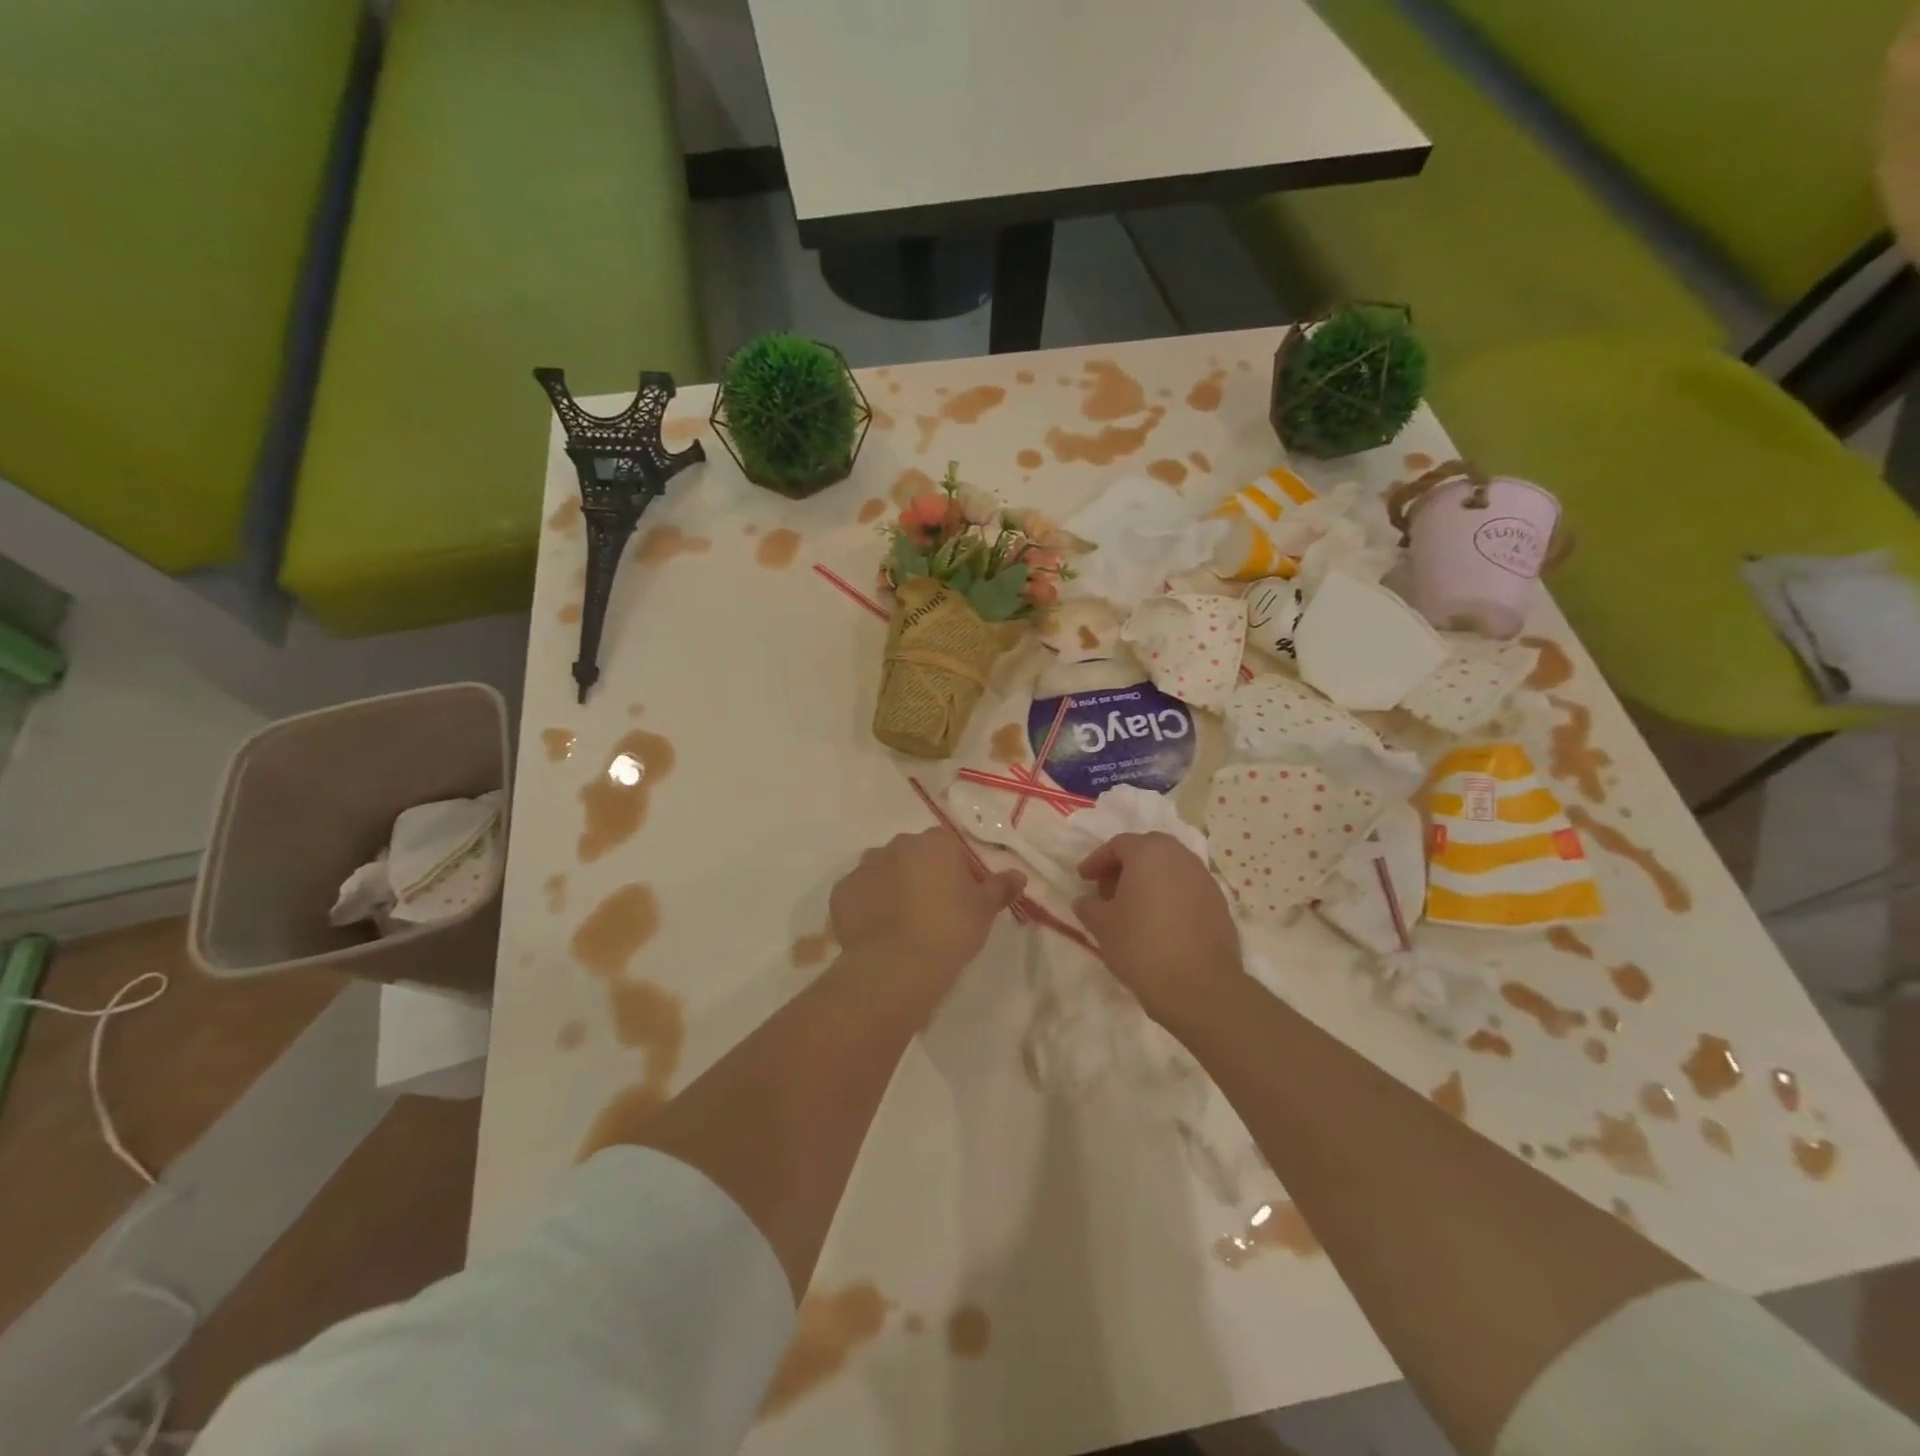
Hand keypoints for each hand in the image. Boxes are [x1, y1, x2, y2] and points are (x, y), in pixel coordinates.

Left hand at [830, 830, 1025, 981]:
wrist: (895, 966)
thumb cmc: (949, 931)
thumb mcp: (984, 911)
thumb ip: (1000, 887)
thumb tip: (1018, 874)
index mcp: (934, 842)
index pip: (949, 847)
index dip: (957, 871)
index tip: (963, 899)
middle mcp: (896, 845)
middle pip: (914, 855)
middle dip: (923, 875)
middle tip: (934, 912)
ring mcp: (864, 867)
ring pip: (884, 871)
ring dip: (893, 887)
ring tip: (904, 923)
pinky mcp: (841, 892)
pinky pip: (860, 893)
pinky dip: (868, 906)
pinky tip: (879, 931)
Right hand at [1074, 833, 1245, 1023]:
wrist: (1199, 987)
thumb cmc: (1142, 946)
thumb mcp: (1102, 925)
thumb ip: (1089, 906)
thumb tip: (1085, 901)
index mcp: (1150, 853)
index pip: (1118, 845)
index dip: (1097, 861)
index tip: (1083, 879)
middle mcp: (1181, 858)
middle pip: (1148, 851)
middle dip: (1124, 867)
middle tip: (1107, 891)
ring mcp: (1205, 880)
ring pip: (1170, 870)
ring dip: (1148, 882)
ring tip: (1132, 909)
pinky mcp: (1220, 905)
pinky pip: (1187, 890)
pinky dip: (1169, 898)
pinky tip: (1158, 924)